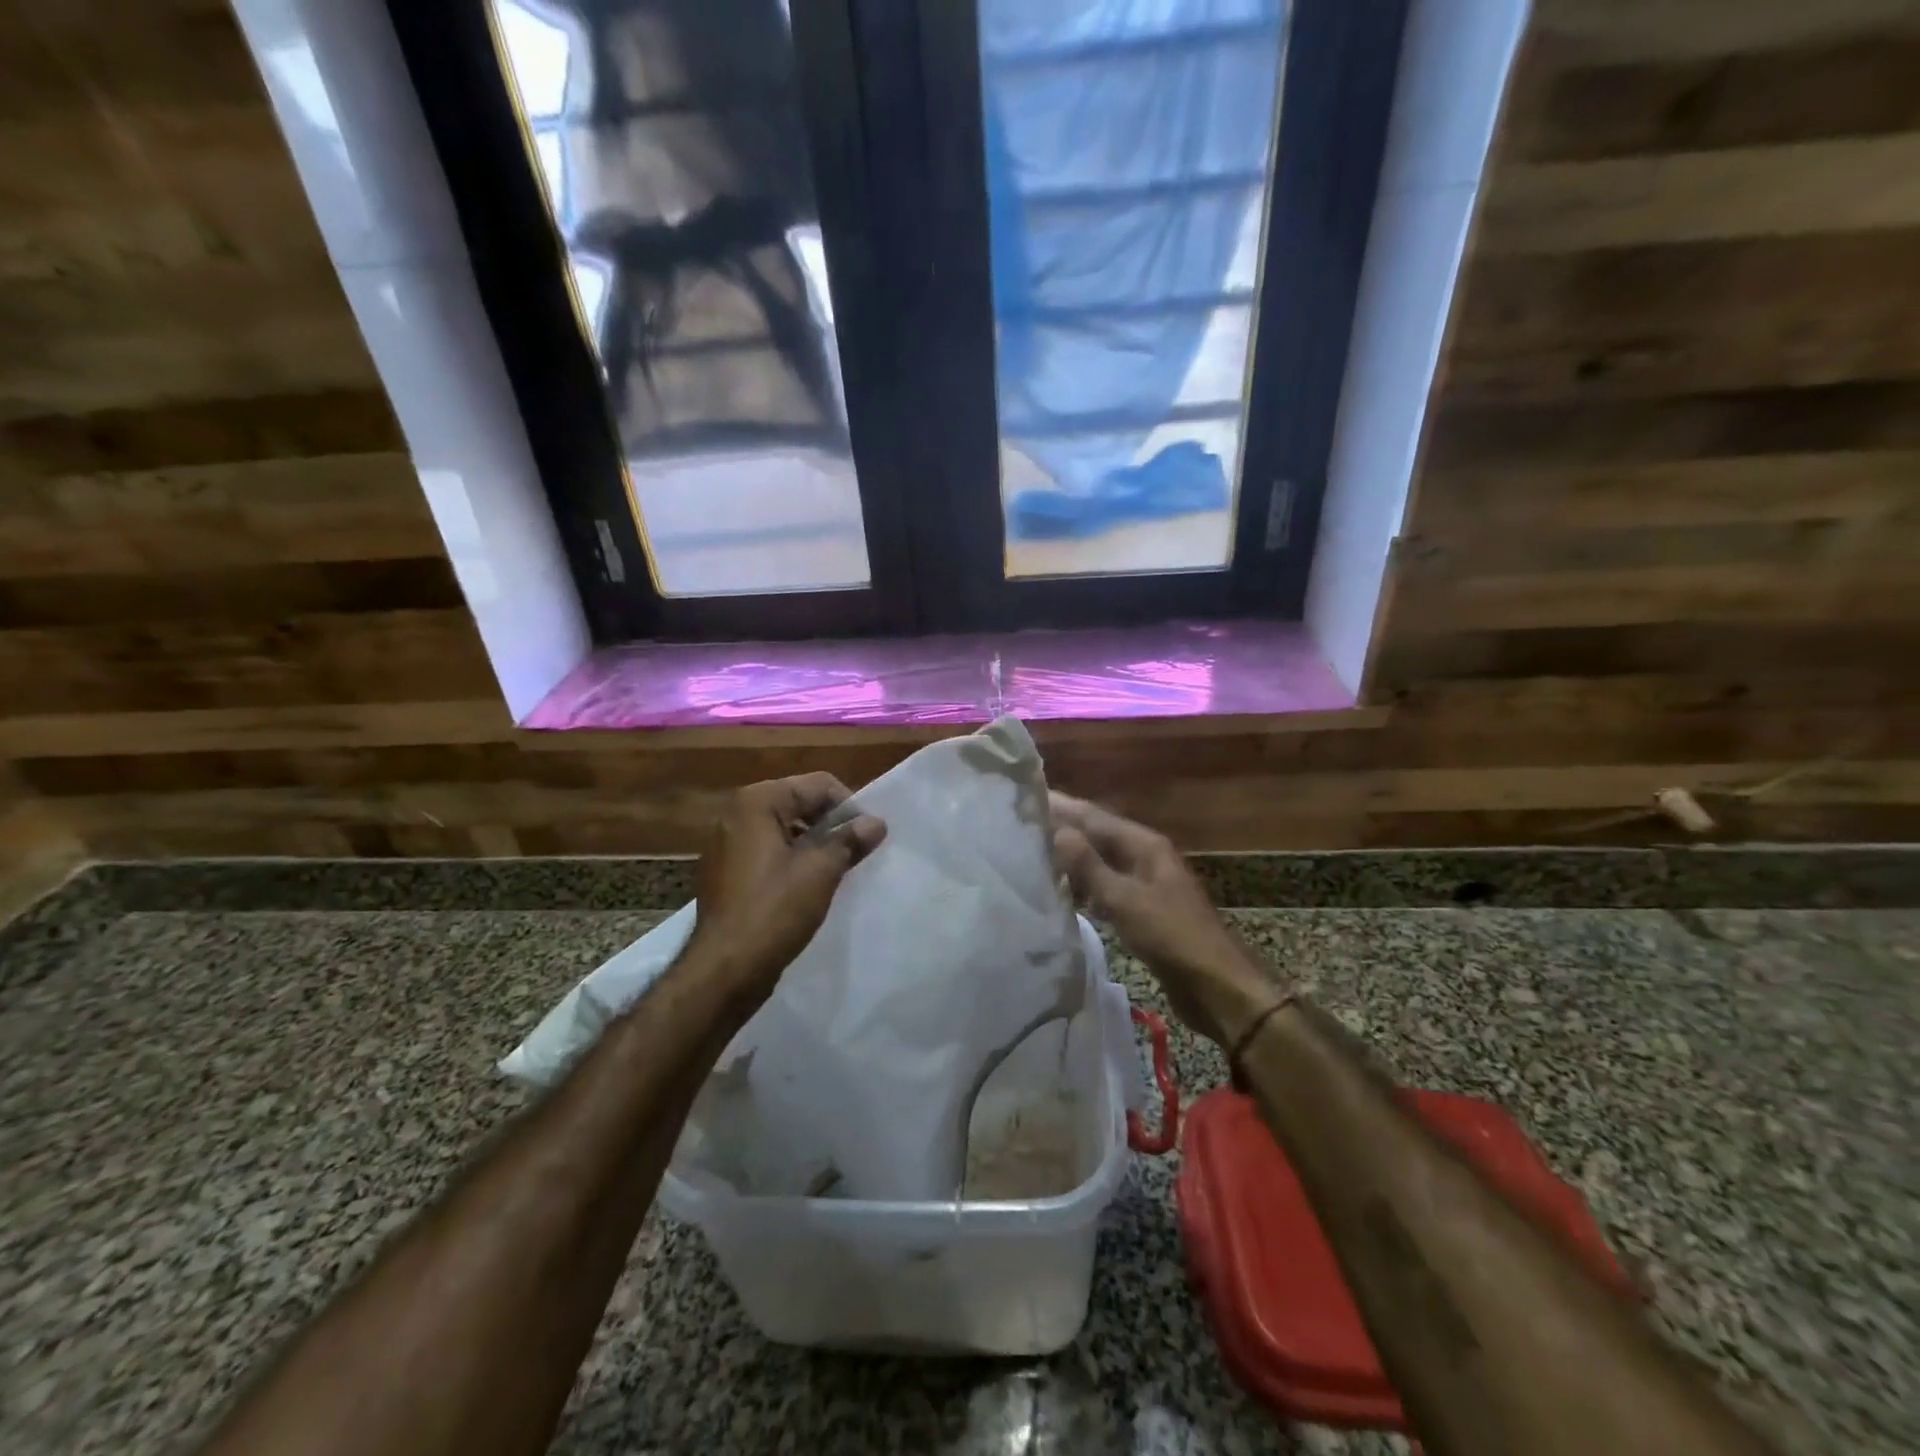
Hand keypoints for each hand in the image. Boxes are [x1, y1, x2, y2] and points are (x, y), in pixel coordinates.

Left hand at [688, 774, 886, 999]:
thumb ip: (850, 840)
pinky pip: (768, 851)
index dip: (849, 807)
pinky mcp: (725, 871)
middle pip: (799, 803)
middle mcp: (736, 813)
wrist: (724, 969)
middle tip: (857, 852)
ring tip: (838, 870)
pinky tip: (809, 886)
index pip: (818, 785)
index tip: (869, 836)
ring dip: (814, 844)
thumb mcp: (821, 871)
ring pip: (784, 829)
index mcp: (756, 801)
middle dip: (831, 824)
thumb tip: (876, 823)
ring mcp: (726, 843)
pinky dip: (792, 860)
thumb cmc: (774, 911)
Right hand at [1050, 792, 1284, 1048]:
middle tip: (1020, 826)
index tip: (1026, 797)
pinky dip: (1084, 887)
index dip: (1061, 806)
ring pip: (1100, 862)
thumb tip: (1057, 831)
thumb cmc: (1172, 937)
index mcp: (1144, 845)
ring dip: (1071, 859)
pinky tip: (1063, 894)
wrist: (1216, 986)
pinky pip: (1106, 888)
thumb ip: (1089, 866)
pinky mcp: (1143, 910)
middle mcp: (1145, 856)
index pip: (1094, 816)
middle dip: (1062, 829)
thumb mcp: (1125, 899)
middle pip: (1097, 835)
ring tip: (1033, 857)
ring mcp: (1145, 883)